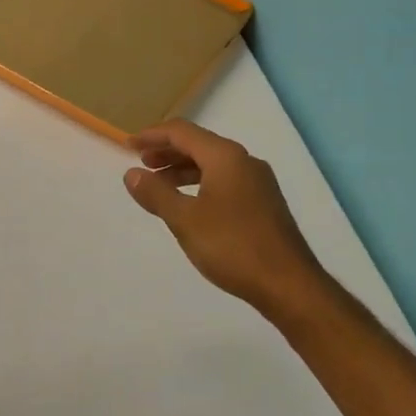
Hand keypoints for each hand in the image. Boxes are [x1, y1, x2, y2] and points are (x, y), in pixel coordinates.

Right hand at [124, 120, 328, 319]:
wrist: (288, 284)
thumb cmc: (233, 246)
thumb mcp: (185, 220)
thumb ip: (156, 193)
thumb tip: (132, 173)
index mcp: (226, 157)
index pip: (182, 132)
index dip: (152, 135)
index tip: (127, 146)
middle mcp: (244, 161)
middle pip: (199, 144)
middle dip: (167, 151)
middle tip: (141, 164)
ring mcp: (258, 182)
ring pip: (213, 164)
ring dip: (182, 169)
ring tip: (159, 185)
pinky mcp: (264, 203)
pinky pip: (225, 180)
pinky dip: (200, 183)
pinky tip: (190, 204)